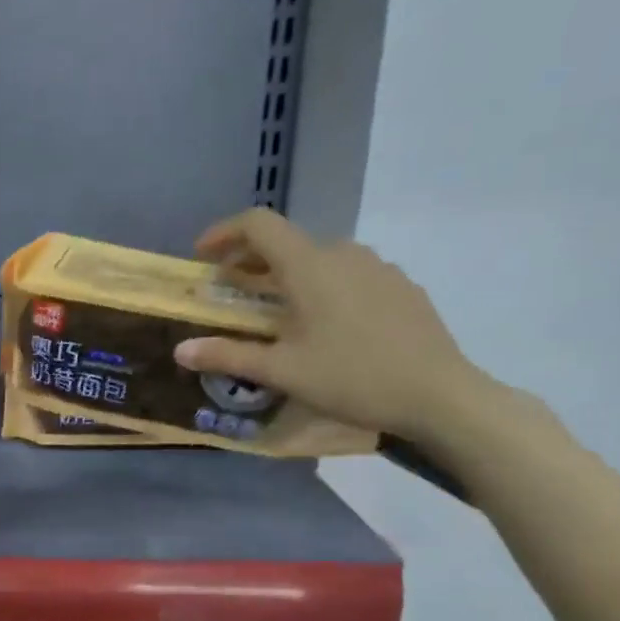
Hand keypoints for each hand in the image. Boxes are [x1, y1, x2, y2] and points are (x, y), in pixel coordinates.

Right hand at [172, 208, 484, 441]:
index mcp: (309, 265)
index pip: (258, 224)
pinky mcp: (401, 287)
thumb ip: (227, 355)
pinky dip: (320, 286)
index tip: (202, 257)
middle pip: (286, 242)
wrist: (440, 396)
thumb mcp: (280, 371)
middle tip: (229, 290)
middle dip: (250, 261)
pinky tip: (323, 325)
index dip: (224, 233)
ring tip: (274, 309)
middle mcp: (343, 254)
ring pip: (319, 258)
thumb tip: (180, 350)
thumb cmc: (351, 377)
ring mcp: (378, 268)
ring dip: (286, 275)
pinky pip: (348, 274)